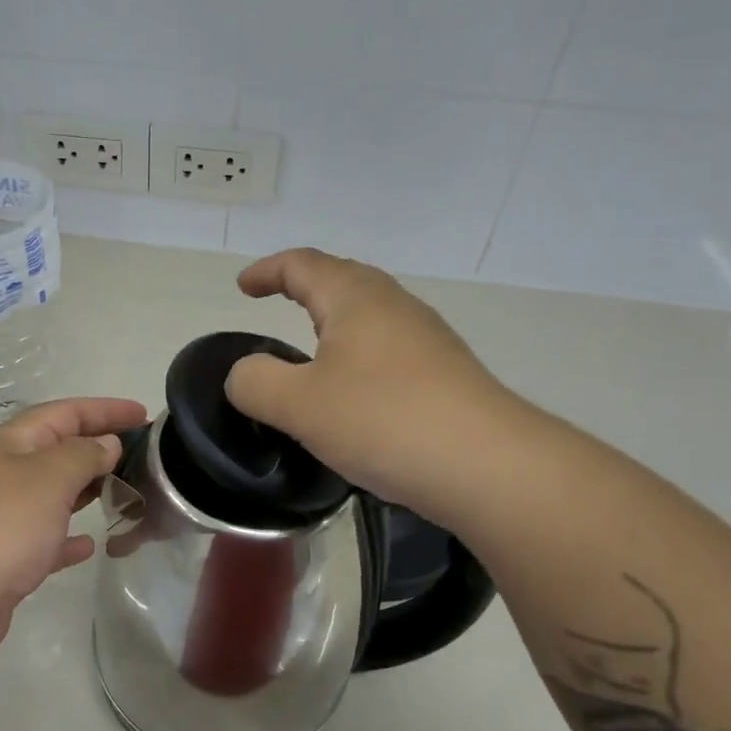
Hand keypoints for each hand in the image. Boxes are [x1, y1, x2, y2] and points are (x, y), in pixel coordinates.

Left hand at [0, 397, 146, 663]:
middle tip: (142, 455)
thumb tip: (105, 444)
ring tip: (124, 491)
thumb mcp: (49, 478)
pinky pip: (44, 537)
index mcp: (9, 444)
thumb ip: (83, 455)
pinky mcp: (3, 557)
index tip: (143, 414)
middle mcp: (1, 473)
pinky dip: (68, 536)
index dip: (104, 410)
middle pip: (57, 450)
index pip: (63, 413)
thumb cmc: (2, 527)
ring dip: (86, 489)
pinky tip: (90, 545)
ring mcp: (0, 516)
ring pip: (52, 493)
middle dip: (98, 447)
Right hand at [225, 248, 525, 522]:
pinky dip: (358, 358)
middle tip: (274, 304)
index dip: (267, 271)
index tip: (243, 287)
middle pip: (342, 281)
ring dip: (334, 324)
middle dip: (304, 288)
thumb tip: (246, 374)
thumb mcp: (298, 404)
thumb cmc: (383, 420)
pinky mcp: (445, 376)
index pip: (303, 265)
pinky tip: (354, 395)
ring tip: (310, 351)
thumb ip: (256, 383)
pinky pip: (389, 352)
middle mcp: (395, 307)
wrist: (487, 465)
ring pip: (370, 317)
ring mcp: (427, 340)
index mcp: (356, 298)